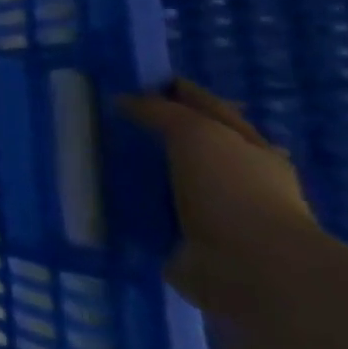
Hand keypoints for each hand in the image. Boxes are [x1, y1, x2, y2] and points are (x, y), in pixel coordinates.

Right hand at [119, 79, 317, 316]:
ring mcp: (215, 211)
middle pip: (194, 144)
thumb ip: (161, 112)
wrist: (250, 268)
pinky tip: (102, 193)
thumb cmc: (232, 190)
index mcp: (250, 149)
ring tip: (97, 154)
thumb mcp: (197, 134)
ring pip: (171, 178)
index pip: (211, 108)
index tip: (138, 80)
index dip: (179, 91)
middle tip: (111, 118)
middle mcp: (237, 177)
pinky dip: (132, 203)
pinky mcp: (189, 239)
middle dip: (160, 130)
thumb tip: (125, 100)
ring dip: (143, 169)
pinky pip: (152, 211)